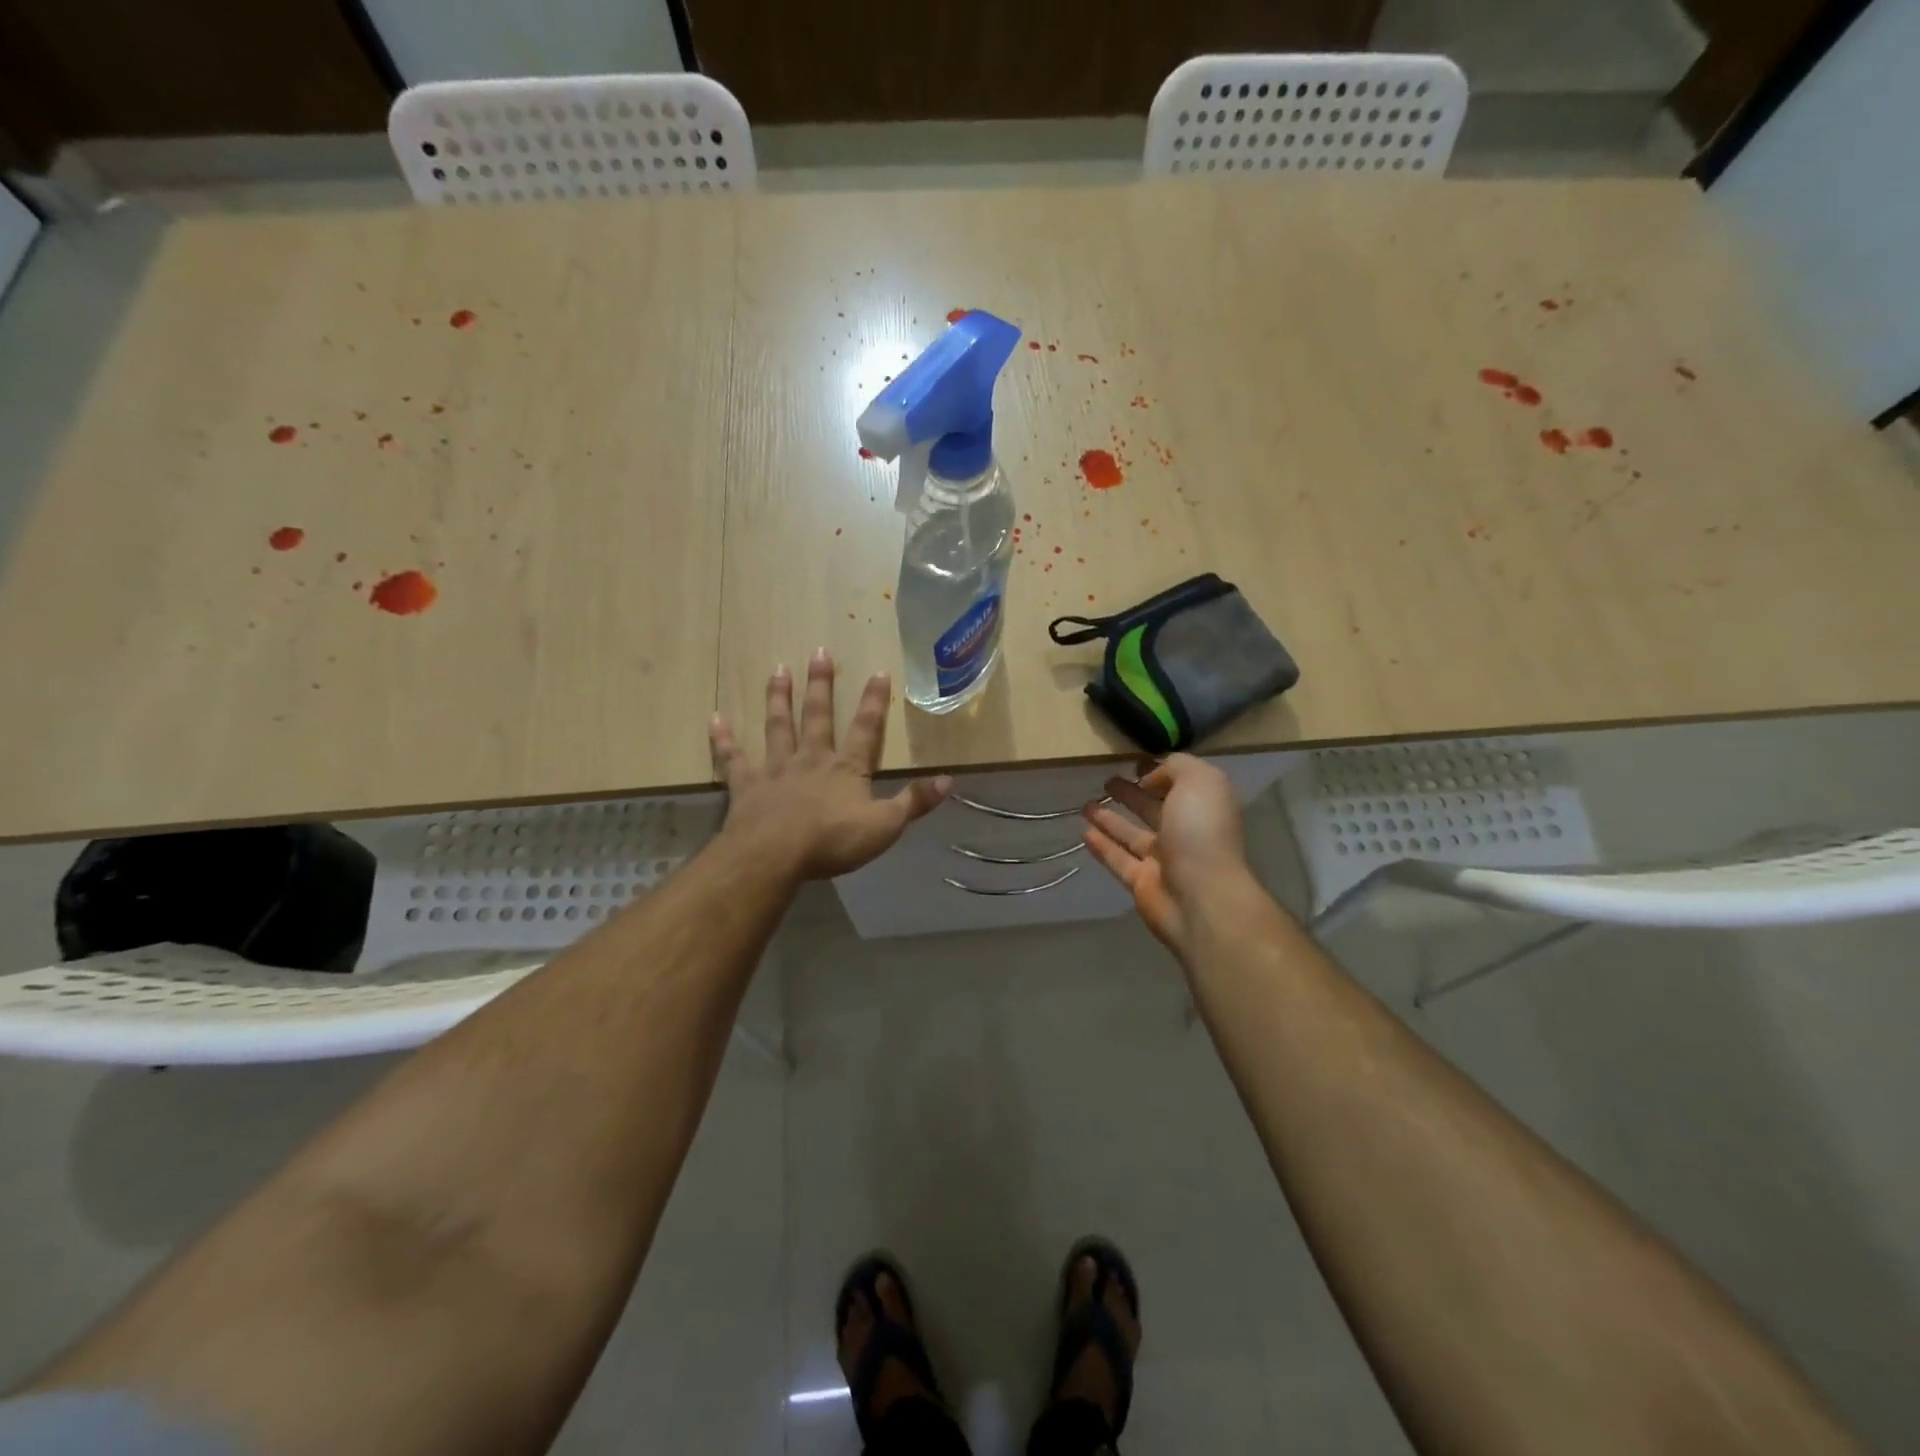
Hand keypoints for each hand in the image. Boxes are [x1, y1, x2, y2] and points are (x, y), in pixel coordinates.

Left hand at [710, 651, 951, 880]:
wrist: (775, 855)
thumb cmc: (832, 841)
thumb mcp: (885, 826)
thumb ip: (914, 802)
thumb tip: (949, 779)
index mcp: (846, 768)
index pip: (866, 729)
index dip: (874, 702)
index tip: (878, 671)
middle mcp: (811, 759)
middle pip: (818, 716)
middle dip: (821, 685)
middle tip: (818, 652)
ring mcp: (776, 769)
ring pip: (778, 726)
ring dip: (779, 698)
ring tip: (777, 670)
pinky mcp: (746, 785)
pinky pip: (733, 758)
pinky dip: (724, 739)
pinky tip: (716, 719)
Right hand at [1083, 754, 1251, 952]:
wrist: (1202, 898)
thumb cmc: (1202, 832)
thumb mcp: (1199, 781)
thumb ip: (1176, 767)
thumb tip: (1151, 778)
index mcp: (1204, 807)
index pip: (1180, 784)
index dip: (1159, 772)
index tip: (1134, 763)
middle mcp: (1186, 832)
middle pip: (1153, 809)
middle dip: (1132, 794)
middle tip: (1107, 781)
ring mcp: (1163, 860)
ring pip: (1132, 834)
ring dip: (1110, 819)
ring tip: (1086, 804)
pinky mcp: (1141, 883)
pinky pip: (1118, 859)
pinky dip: (1102, 846)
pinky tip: (1083, 832)